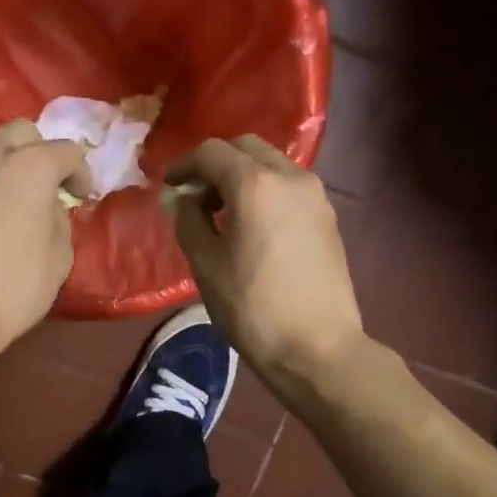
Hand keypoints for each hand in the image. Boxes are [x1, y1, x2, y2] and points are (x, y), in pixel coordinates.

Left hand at [0, 120, 92, 353]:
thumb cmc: (14, 284)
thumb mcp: (59, 256)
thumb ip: (58, 219)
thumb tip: (47, 208)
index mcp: (28, 165)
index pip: (66, 151)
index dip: (80, 173)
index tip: (81, 197)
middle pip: (21, 133)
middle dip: (40, 152)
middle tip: (48, 186)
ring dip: (7, 166)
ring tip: (15, 199)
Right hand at [165, 136, 365, 385]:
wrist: (318, 348)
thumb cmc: (253, 308)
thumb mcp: (205, 265)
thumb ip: (189, 221)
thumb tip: (185, 200)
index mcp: (255, 185)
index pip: (211, 152)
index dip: (184, 165)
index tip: (169, 186)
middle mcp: (290, 177)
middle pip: (246, 148)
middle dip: (215, 164)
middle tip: (194, 195)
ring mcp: (315, 195)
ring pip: (271, 164)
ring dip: (241, 175)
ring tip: (221, 212)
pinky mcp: (327, 216)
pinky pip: (288, 186)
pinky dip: (264, 190)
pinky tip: (251, 225)